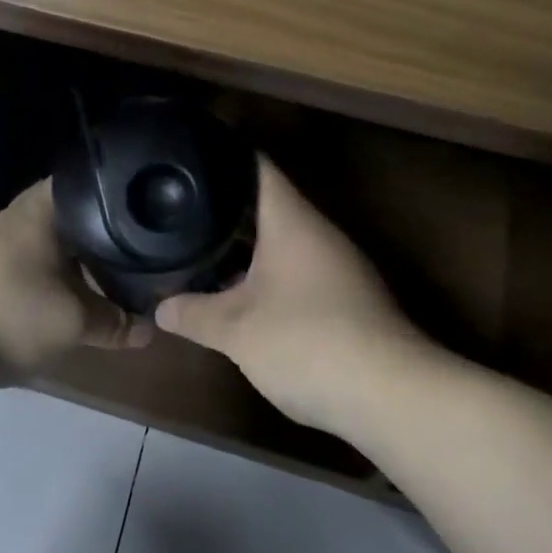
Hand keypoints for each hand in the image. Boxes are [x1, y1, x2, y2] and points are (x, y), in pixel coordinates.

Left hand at [0, 178, 152, 374]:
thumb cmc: (14, 313)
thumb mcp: (75, 321)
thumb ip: (116, 322)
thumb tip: (150, 328)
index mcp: (42, 209)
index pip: (88, 183)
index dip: (118, 194)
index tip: (144, 208)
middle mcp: (20, 213)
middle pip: (72, 210)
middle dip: (101, 227)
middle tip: (137, 240)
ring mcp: (0, 238)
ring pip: (52, 234)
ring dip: (77, 250)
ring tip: (112, 264)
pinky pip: (34, 254)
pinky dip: (56, 265)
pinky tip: (75, 284)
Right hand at [154, 157, 425, 433]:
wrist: (392, 398)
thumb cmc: (307, 342)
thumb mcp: (236, 330)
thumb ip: (194, 314)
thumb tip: (160, 308)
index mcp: (293, 223)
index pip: (258, 168)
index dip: (225, 156)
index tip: (191, 154)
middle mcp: (319, 235)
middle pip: (269, 206)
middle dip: (226, 207)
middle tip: (182, 208)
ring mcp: (338, 268)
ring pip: (283, 243)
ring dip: (246, 247)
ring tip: (202, 247)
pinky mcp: (348, 301)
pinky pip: (297, 272)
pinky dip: (267, 275)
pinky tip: (241, 294)